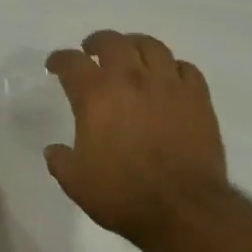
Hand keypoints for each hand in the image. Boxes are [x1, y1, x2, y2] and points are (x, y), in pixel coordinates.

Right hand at [44, 30, 227, 247]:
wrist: (181, 208)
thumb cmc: (122, 195)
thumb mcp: (76, 183)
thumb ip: (61, 161)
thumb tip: (54, 150)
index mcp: (96, 96)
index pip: (72, 63)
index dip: (59, 60)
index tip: (55, 65)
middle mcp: (131, 80)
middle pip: (113, 42)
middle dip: (97, 43)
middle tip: (92, 51)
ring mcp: (168, 85)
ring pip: (152, 46)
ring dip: (135, 46)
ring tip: (130, 55)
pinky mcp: (198, 98)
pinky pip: (185, 68)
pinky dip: (172, 67)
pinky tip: (168, 78)